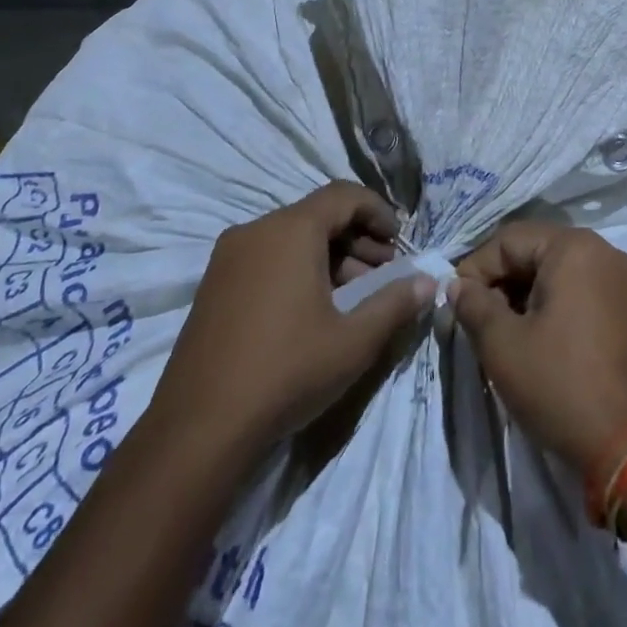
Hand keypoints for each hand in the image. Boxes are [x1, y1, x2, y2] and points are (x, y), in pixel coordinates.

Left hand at [148, 183, 434, 459]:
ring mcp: (228, 257)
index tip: (400, 242)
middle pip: (318, 215)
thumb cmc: (286, 372)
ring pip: (292, 238)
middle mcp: (256, 231)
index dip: (379, 212)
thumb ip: (396, 303)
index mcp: (290, 230)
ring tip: (355, 296)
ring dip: (330, 256)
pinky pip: (267, 257)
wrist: (198, 430)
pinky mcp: (214, 285)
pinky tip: (314, 310)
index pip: (345, 195)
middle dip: (358, 239)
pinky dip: (299, 268)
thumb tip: (428, 281)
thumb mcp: (354, 341)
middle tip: (385, 275)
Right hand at [451, 222, 626, 470]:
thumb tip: (456, 285)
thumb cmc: (558, 384)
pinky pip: (582, 287)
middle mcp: (604, 250)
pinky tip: (538, 335)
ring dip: (526, 292)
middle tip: (479, 320)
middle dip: (502, 281)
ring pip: (558, 269)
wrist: (626, 446)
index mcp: (575, 247)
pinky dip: (555, 302)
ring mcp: (623, 278)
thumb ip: (473, 304)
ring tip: (506, 331)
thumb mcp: (502, 344)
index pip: (509, 240)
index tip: (458, 305)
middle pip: (536, 250)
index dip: (476, 269)